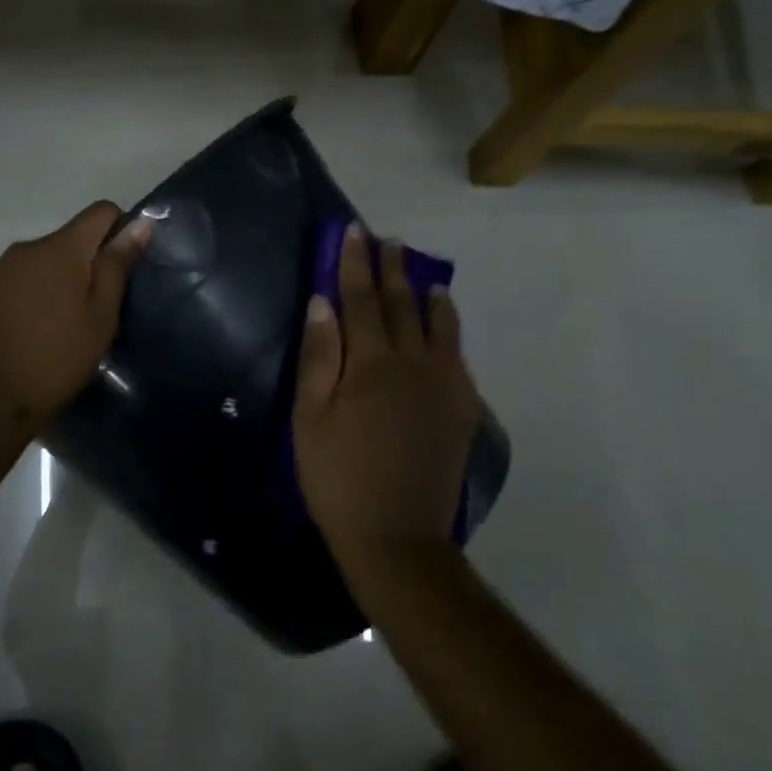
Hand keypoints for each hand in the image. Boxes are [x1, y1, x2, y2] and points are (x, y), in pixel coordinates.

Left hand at [0, 201, 152, 430]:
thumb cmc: (57, 357)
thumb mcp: (101, 314)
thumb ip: (118, 264)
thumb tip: (140, 223)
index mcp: (60, 247)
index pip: (100, 211)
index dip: (120, 231)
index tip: (123, 269)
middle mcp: (26, 247)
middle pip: (70, 238)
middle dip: (88, 262)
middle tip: (96, 309)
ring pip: (42, 261)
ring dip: (58, 279)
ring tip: (63, 324)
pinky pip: (18, 279)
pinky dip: (32, 294)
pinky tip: (32, 330)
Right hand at [294, 225, 483, 576]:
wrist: (397, 538)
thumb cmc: (338, 477)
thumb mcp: (310, 419)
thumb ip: (319, 356)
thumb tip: (322, 303)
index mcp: (372, 364)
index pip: (362, 299)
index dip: (355, 264)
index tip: (354, 232)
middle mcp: (414, 365)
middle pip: (403, 305)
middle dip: (392, 269)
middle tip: (388, 240)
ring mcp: (444, 388)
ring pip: (440, 328)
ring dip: (429, 296)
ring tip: (425, 276)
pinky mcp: (461, 412)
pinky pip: (458, 359)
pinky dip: (450, 334)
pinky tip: (446, 329)